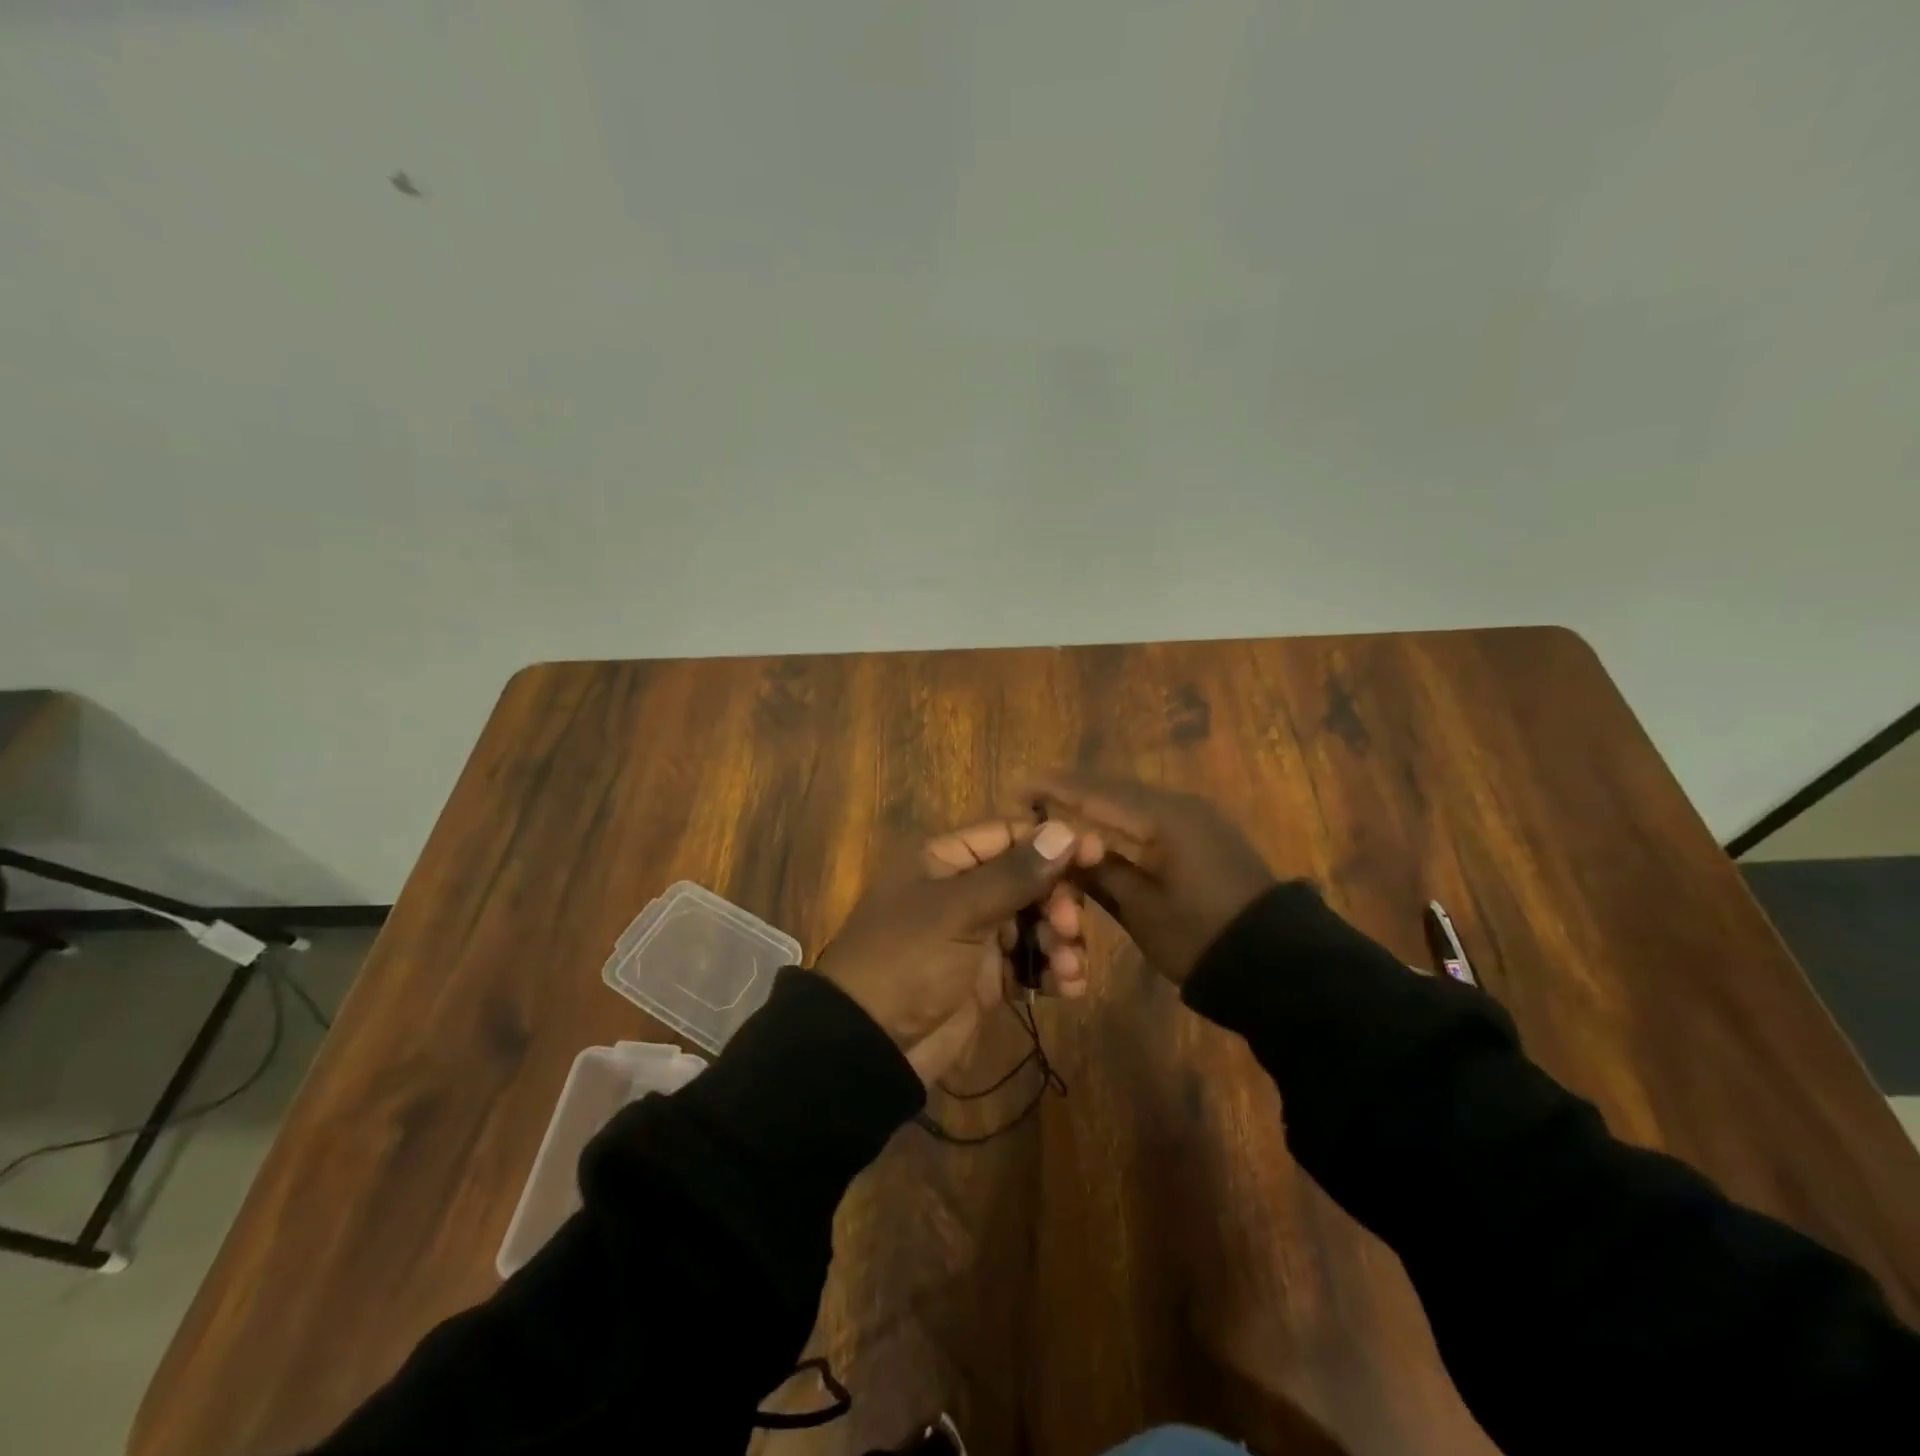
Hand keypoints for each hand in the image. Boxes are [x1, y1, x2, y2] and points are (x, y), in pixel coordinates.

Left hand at [815, 818, 1084, 1083]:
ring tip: (1068, 969)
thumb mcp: (958, 912)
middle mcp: (964, 890)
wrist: (869, 1046)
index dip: (1053, 842)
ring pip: (1035, 923)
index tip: (1098, 854)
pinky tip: (1068, 988)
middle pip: (1029, 880)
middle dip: (1058, 902)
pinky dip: (1052, 972)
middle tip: (1068, 926)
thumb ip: (1015, 874)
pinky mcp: (987, 978)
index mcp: (946, 860)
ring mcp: (976, 936)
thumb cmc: (907, 960)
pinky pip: (1030, 964)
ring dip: (1061, 942)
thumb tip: (1066, 830)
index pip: (1010, 835)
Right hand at [1028, 771, 1275, 984]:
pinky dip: (1121, 815)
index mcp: (1162, 818)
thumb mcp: (1140, 909)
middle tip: (1032, 795)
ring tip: (1057, 805)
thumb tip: (1060, 851)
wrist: (1280, 963)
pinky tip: (1102, 825)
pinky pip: (1151, 813)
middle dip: (1072, 789)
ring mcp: (1197, 817)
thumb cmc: (1200, 937)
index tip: (1017, 787)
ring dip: (1096, 801)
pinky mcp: (1206, 834)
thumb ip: (1097, 872)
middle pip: (1114, 788)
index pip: (1095, 793)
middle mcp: (1180, 804)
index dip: (1054, 789)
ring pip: (1133, 799)